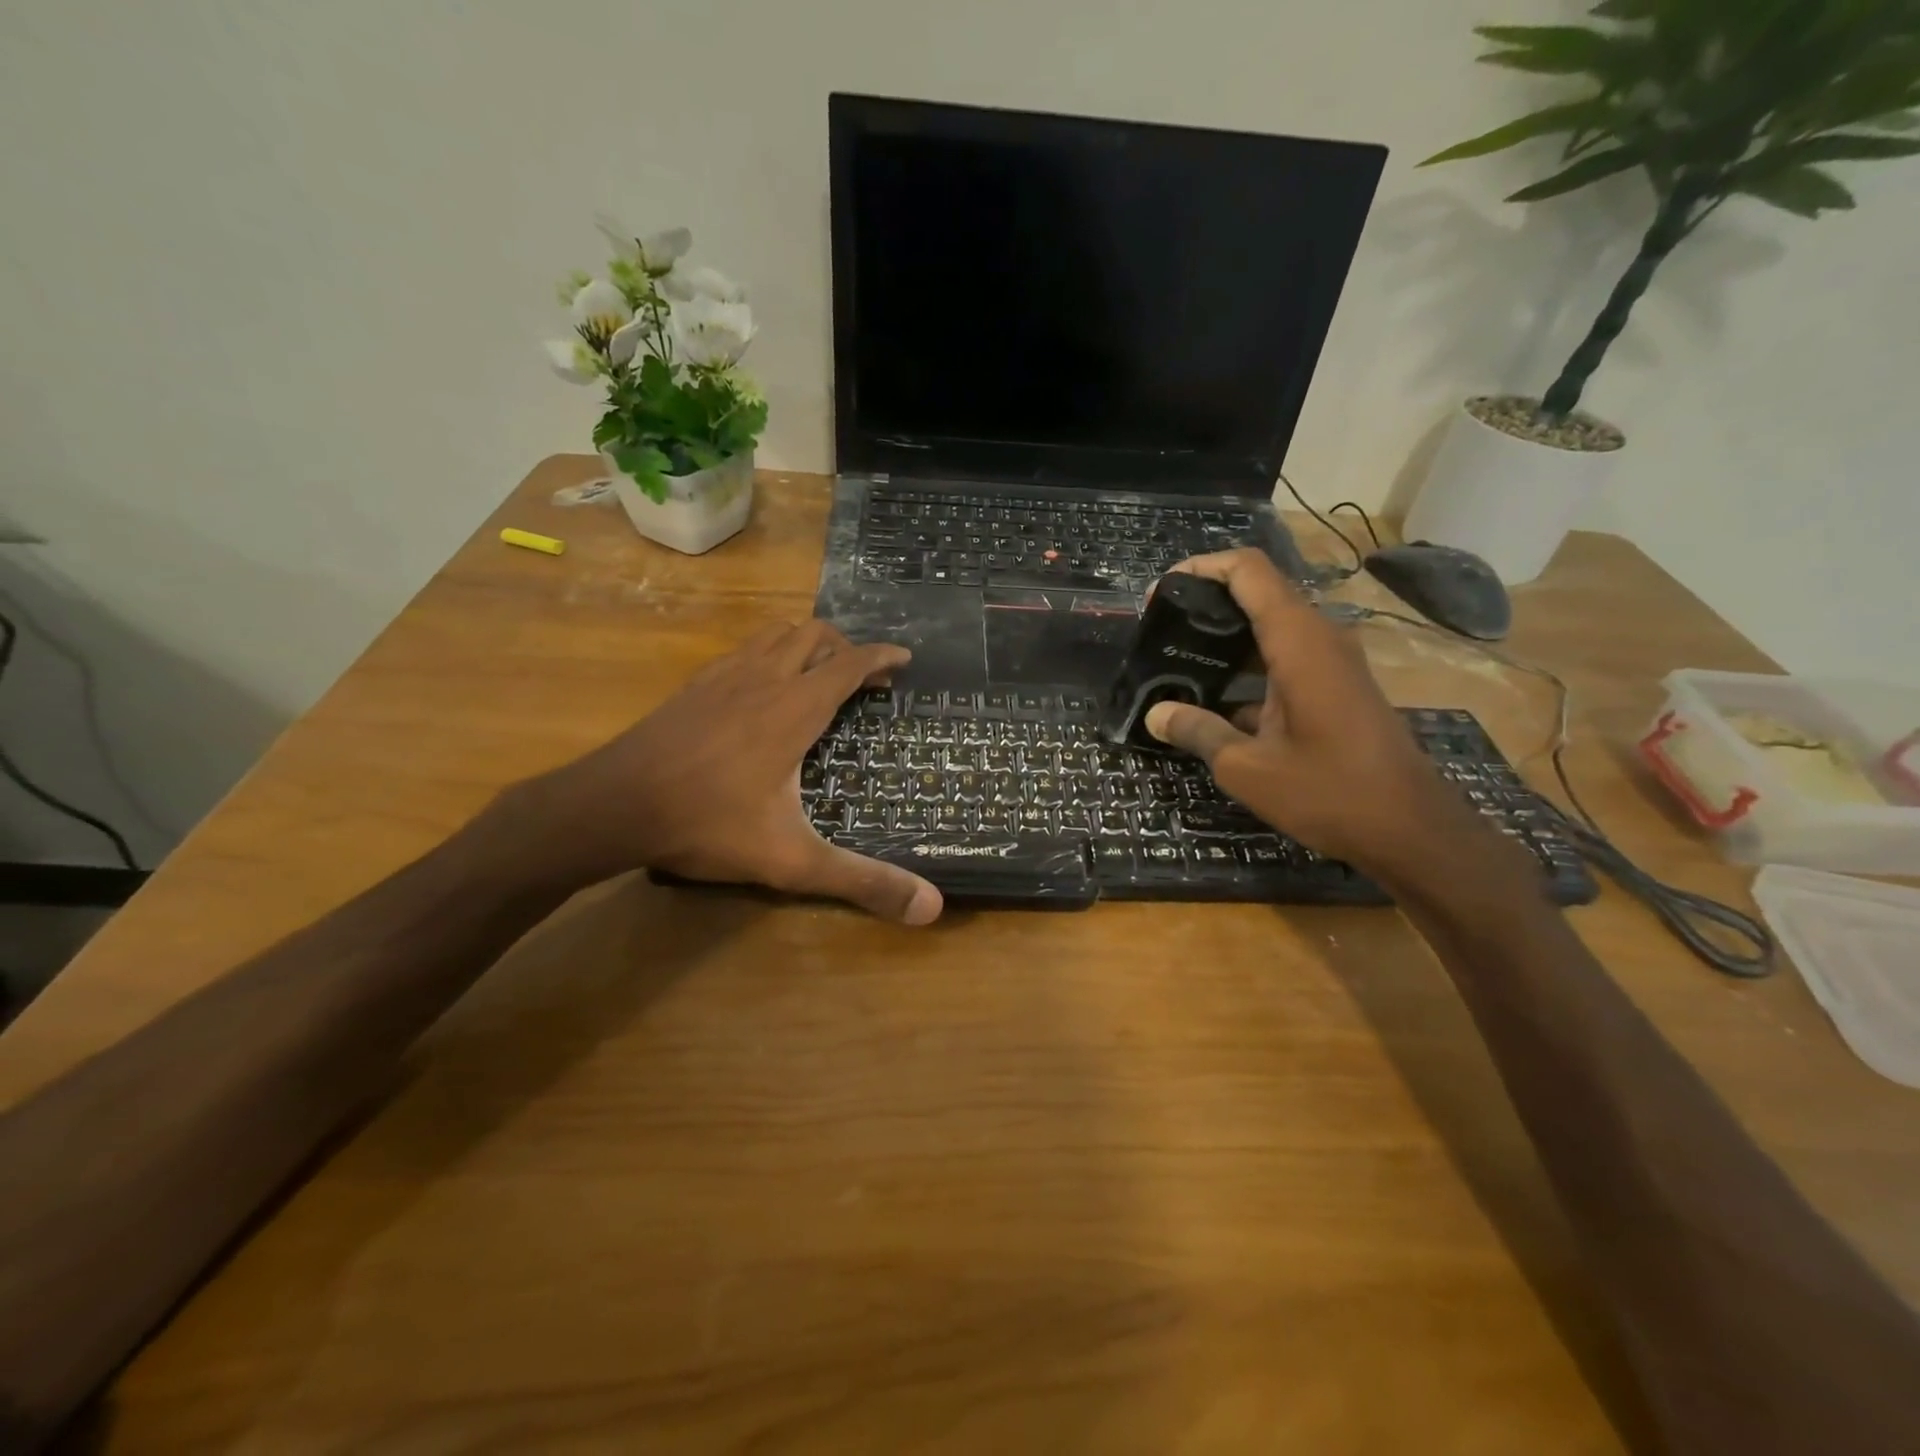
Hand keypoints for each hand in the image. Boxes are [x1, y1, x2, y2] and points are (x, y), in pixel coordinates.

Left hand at [503, 621, 942, 924]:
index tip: (904, 658)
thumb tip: (931, 909)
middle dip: (846, 647)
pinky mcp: (693, 687)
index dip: (882, 656)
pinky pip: (742, 651)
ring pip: (774, 634)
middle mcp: (763, 679)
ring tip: (818, 674)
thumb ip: (862, 881)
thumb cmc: (707, 824)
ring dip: (806, 644)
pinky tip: (760, 689)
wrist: (611, 806)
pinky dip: (767, 654)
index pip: (849, 664)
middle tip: (863, 677)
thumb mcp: (792, 860)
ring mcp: (722, 677)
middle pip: (813, 634)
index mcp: (794, 709)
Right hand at [1142, 550, 1474, 875]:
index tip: (1159, 593)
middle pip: (1258, 593)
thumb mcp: (1247, 767)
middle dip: (1206, 603)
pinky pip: (1285, 657)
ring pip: (1270, 627)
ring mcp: (1332, 663)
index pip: (1248, 571)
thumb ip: (1198, 731)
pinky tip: (1214, 701)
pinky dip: (1247, 666)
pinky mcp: (1336, 687)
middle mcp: (1318, 638)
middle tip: (1160, 632)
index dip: (1201, 568)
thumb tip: (1155, 714)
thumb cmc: (1329, 792)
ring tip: (1178, 662)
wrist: (1411, 830)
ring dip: (1225, 637)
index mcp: (1298, 642)